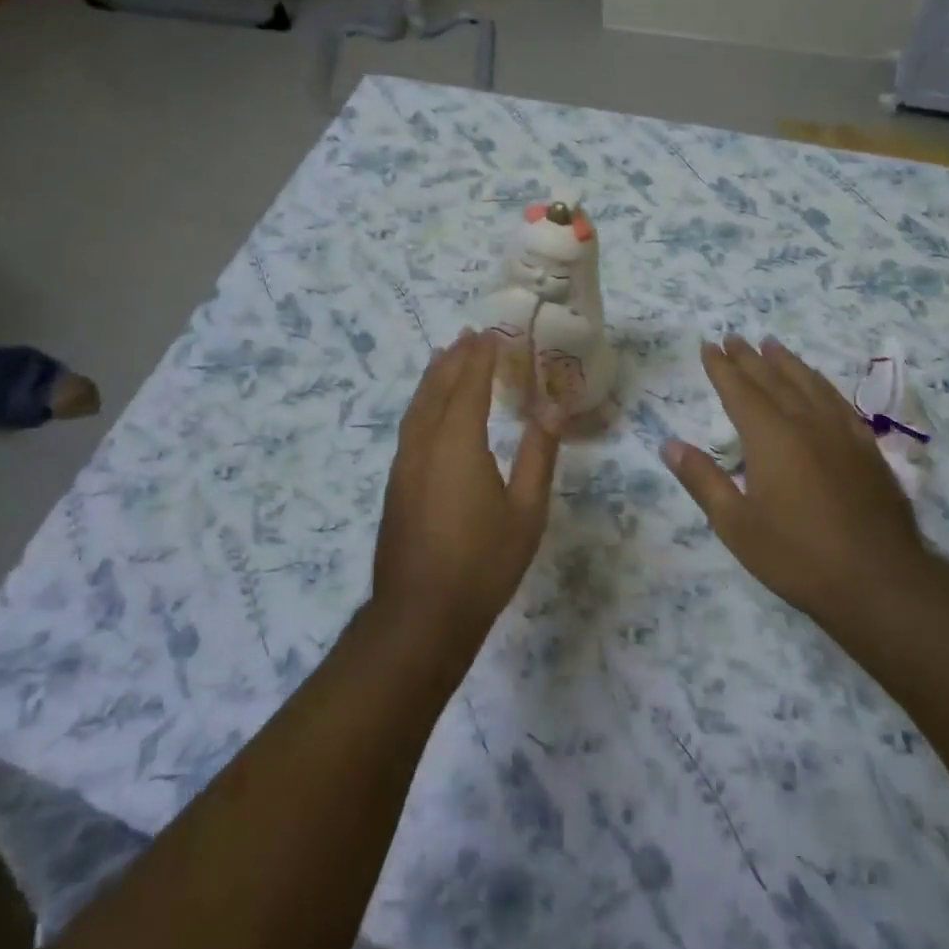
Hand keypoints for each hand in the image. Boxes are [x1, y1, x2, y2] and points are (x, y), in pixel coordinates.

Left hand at [373, 330, 561, 658]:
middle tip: (469, 335)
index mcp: (457, 442)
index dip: (480, 357)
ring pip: (417, 406)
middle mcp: (425, 443)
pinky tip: (429, 410)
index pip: (468, 384)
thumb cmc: (482, 563)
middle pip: (437, 387)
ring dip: (432, 377)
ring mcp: (405, 464)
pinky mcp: (396, 484)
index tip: (491, 333)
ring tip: (444, 356)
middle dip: (454, 358)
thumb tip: (552, 409)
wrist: (420, 616)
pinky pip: (410, 425)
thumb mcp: (526, 511)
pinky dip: (422, 403)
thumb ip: (539, 455)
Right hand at [662, 337, 926, 627]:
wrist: (879, 581)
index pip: (739, 390)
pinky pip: (838, 401)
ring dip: (786, 362)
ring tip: (772, 345)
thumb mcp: (736, 524)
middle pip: (773, 379)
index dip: (722, 367)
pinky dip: (821, 383)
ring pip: (809, 383)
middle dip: (750, 357)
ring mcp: (841, 432)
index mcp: (770, 436)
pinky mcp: (867, 448)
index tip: (709, 346)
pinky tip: (818, 384)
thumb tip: (669, 444)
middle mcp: (805, 422)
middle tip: (733, 337)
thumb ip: (703, 479)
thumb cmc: (797, 555)